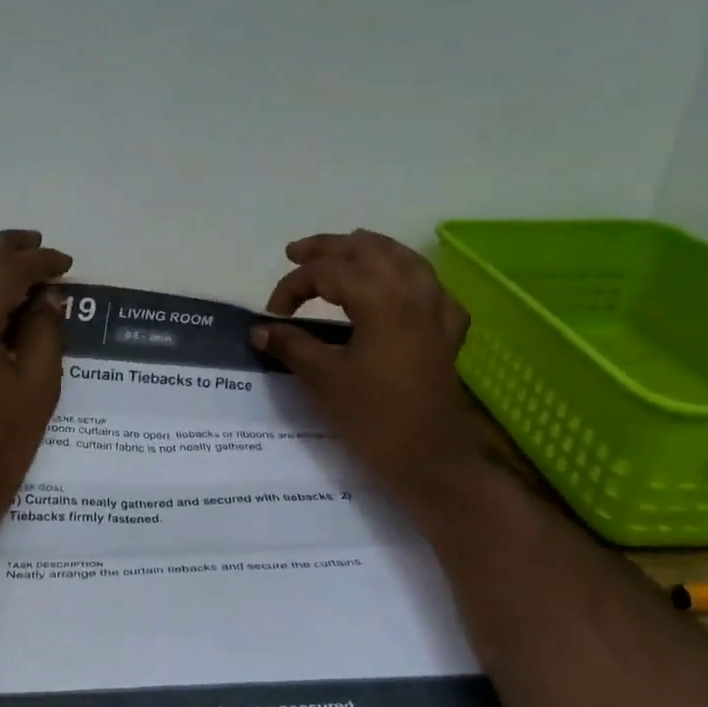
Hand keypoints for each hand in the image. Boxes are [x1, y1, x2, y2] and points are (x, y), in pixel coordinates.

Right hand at [251, 230, 486, 502]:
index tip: (273, 315)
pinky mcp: (447, 334)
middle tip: (297, 253)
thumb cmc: (373, 418)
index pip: (329, 273)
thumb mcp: (323, 379)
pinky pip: (431, 290)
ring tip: (347, 250)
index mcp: (381, 301)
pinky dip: (410, 279)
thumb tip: (260, 330)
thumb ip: (291, 346)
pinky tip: (402, 289)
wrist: (429, 459)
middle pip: (369, 251)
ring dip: (372, 250)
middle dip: (330, 247)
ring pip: (405, 260)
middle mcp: (413, 294)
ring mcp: (436, 312)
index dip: (294, 286)